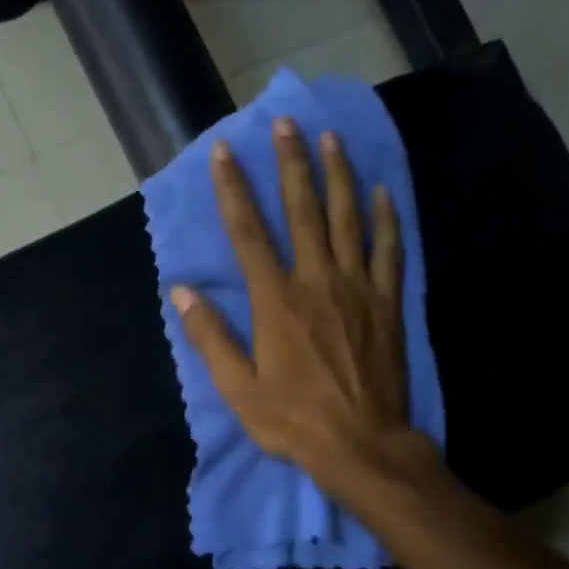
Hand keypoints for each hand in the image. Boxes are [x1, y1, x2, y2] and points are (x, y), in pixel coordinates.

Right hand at [170, 117, 424, 498]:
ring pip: (348, 218)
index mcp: (276, 301)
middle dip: (291, 164)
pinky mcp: (387, 303)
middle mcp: (317, 281)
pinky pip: (389, 249)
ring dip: (338, 175)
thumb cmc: (293, 420)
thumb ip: (210, 337)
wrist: (362, 444)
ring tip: (330, 139)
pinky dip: (386, 217)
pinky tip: (383, 192)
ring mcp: (358, 288)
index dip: (233, 189)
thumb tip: (180, 292)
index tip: (224, 151)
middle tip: (286, 123)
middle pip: (303, 210)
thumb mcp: (238, 389)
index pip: (248, 233)